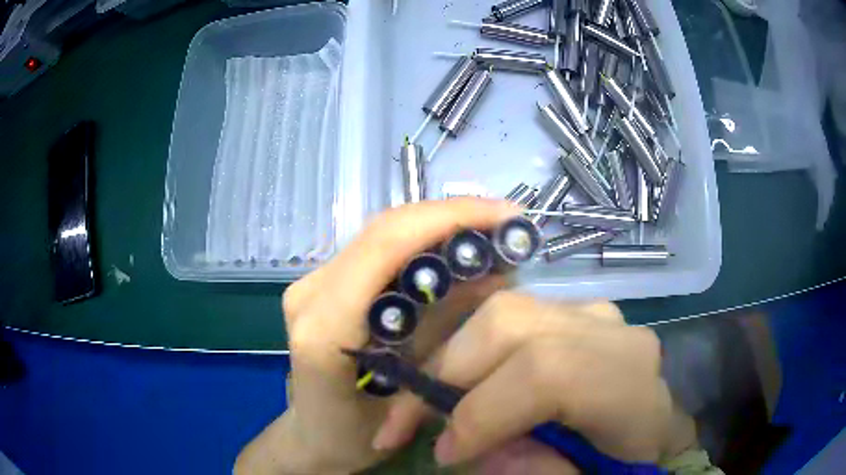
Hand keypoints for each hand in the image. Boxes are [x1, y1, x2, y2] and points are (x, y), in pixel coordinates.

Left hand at [235, 198, 518, 474]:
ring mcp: (311, 284)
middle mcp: (310, 292)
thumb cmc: (357, 435)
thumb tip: (493, 275)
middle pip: (384, 230)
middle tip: (503, 221)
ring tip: (487, 231)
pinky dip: (421, 242)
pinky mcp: (321, 286)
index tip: (503, 216)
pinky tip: (453, 249)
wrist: (315, 438)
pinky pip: (377, 250)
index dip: (448, 219)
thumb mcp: (412, 395)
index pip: (385, 245)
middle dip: (450, 215)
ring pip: (382, 234)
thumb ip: (447, 333)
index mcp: (325, 326)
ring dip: (438, 225)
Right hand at [372, 292, 685, 473]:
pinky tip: (457, 387)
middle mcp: (609, 332)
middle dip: (446, 376)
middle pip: (511, 325)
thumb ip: (537, 473)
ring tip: (424, 408)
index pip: (549, 372)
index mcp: (629, 384)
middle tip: (406, 426)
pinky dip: (468, 352)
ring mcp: (588, 313)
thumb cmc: (621, 459)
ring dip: (449, 361)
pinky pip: (505, 320)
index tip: (444, 454)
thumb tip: (472, 448)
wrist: (649, 426)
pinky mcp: (567, 312)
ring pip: (500, 314)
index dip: (483, 411)